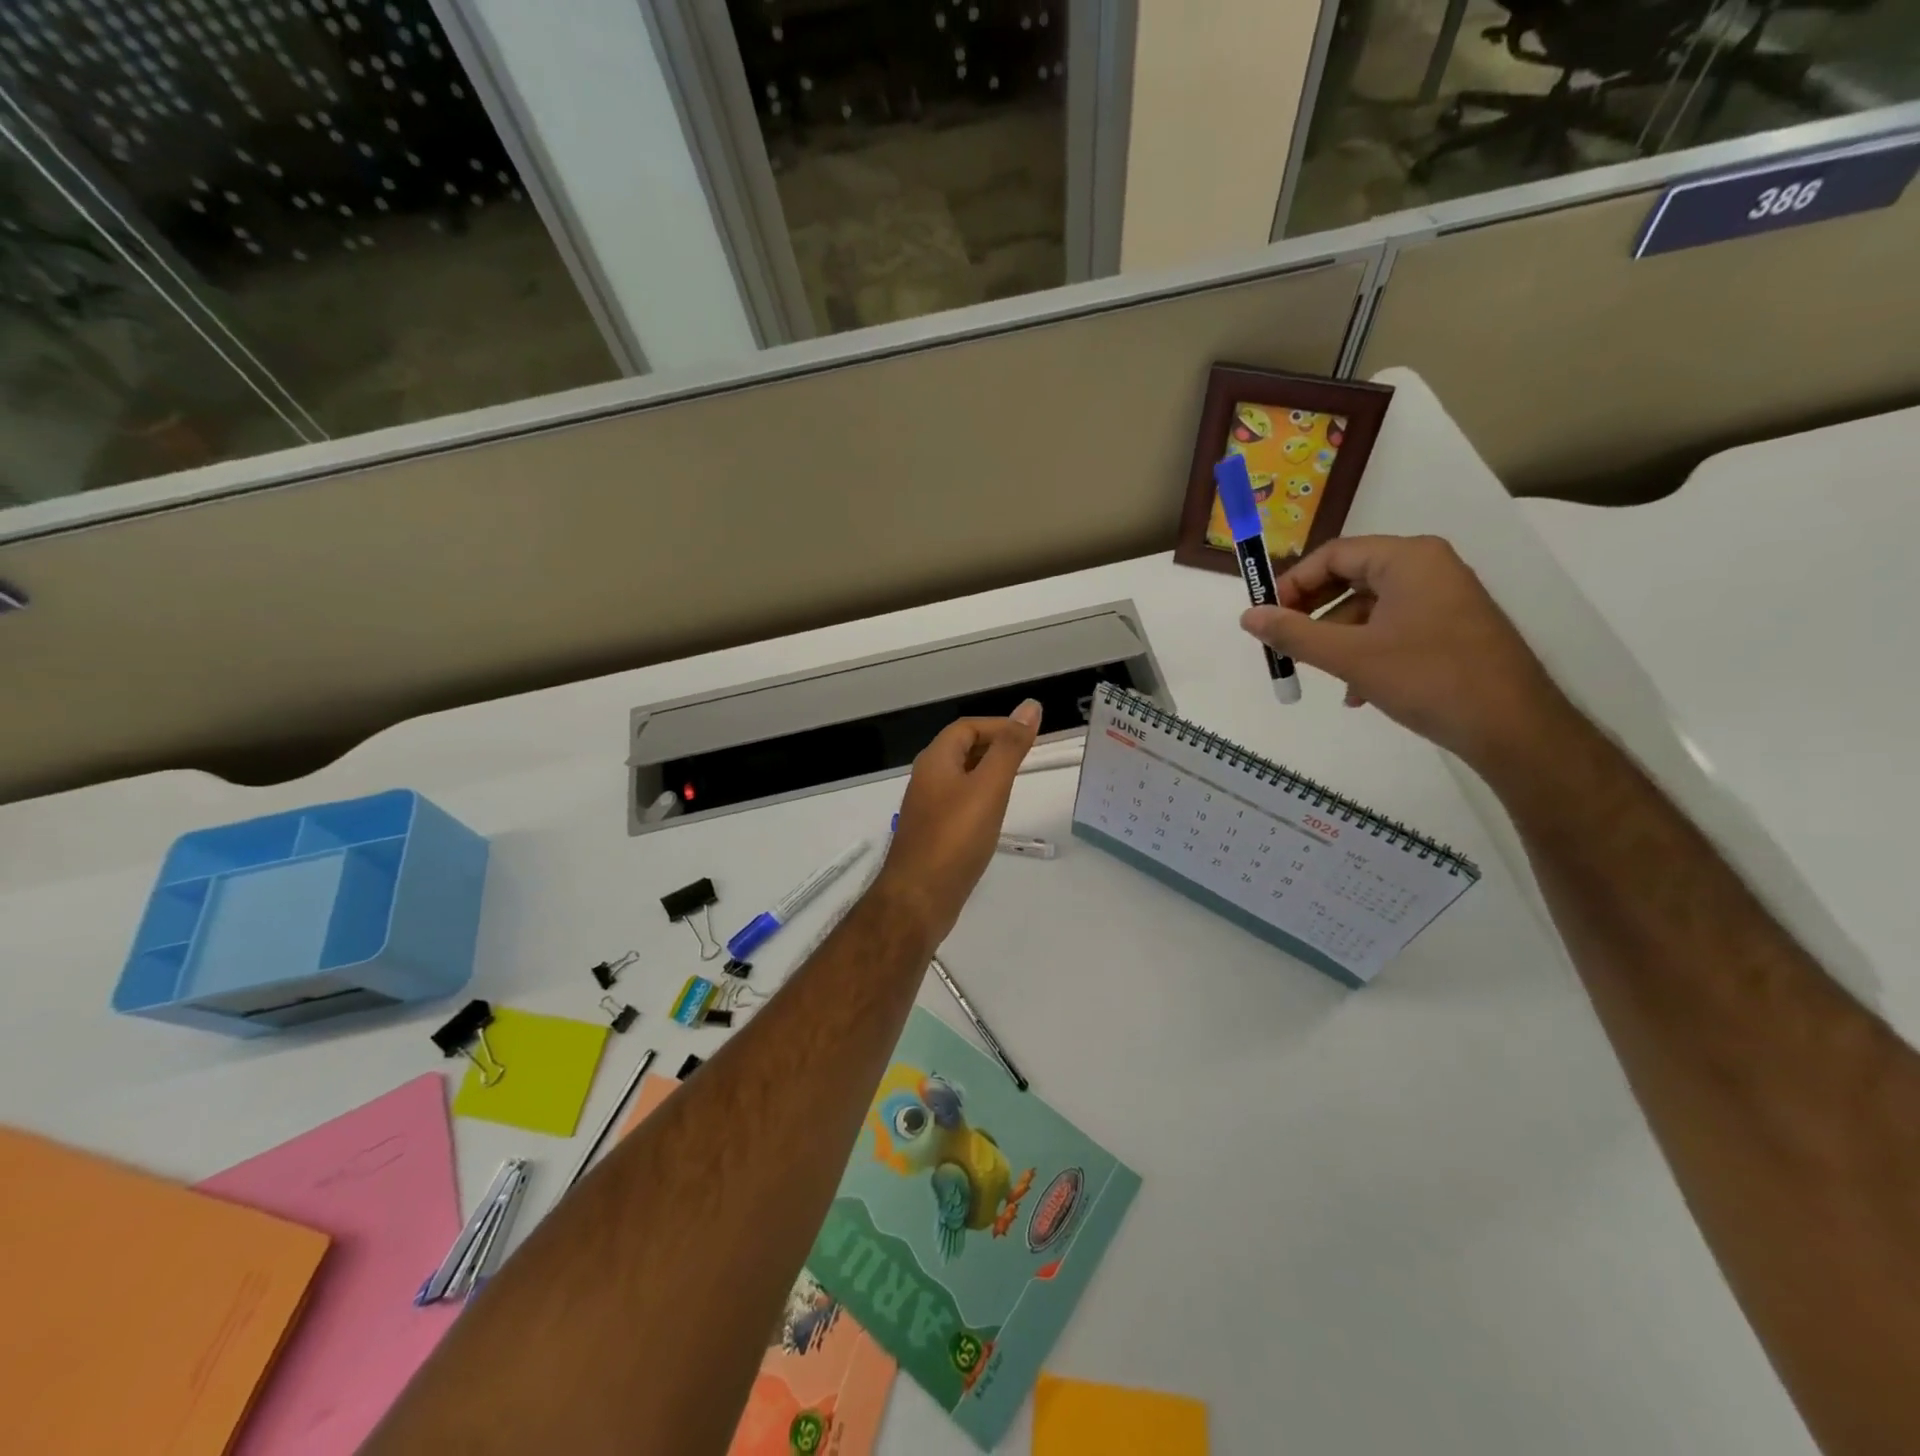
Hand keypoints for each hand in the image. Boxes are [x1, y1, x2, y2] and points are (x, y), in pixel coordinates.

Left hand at [872, 700, 1041, 946]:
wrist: (919, 898)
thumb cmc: (956, 837)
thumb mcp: (989, 787)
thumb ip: (1010, 747)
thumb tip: (1030, 706)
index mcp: (936, 760)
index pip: (967, 726)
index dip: (999, 725)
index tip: (1031, 736)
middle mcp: (927, 778)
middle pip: (962, 749)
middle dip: (995, 746)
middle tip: (1028, 757)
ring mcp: (927, 808)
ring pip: (961, 777)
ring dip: (988, 773)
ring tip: (1017, 783)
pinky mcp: (933, 833)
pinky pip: (958, 803)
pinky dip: (980, 799)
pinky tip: (995, 817)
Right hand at [1241, 535, 1570, 768]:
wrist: (1512, 727)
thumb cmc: (1427, 678)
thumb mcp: (1349, 656)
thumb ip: (1293, 633)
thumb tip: (1248, 617)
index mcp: (1408, 558)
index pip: (1333, 555)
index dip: (1292, 584)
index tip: (1266, 618)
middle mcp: (1428, 568)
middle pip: (1350, 578)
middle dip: (1312, 613)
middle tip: (1283, 642)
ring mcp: (1443, 598)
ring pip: (1369, 608)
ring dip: (1336, 639)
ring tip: (1319, 675)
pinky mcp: (1450, 629)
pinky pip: (1392, 628)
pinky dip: (1365, 652)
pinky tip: (1356, 692)